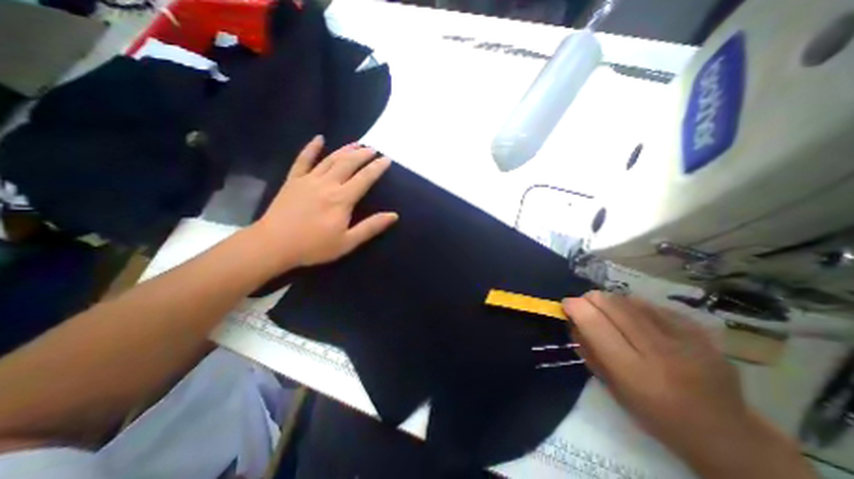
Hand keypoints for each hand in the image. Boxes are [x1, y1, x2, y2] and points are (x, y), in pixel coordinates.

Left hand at [245, 136, 394, 273]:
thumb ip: (371, 227)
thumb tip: (394, 215)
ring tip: (357, 143)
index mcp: (342, 199)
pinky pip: (303, 160)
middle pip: (348, 163)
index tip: (386, 159)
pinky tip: (319, 139)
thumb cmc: (314, 246)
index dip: (376, 168)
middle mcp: (327, 184)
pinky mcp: (293, 180)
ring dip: (345, 149)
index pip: (364, 178)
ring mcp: (308, 180)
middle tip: (373, 148)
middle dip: (363, 154)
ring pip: (330, 159)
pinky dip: (311, 148)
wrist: (273, 245)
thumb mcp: (347, 242)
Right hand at [566, 292, 812, 478]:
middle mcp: (660, 352)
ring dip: (611, 301)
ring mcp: (685, 339)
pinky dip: (635, 306)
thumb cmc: (655, 414)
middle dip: (591, 298)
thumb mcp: (611, 387)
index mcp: (634, 372)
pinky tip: (636, 317)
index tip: (566, 304)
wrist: (726, 434)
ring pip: (631, 300)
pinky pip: (653, 305)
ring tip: (609, 311)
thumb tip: (573, 319)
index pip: (595, 323)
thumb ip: (588, 350)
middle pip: (613, 305)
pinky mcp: (700, 332)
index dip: (575, 307)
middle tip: (585, 304)